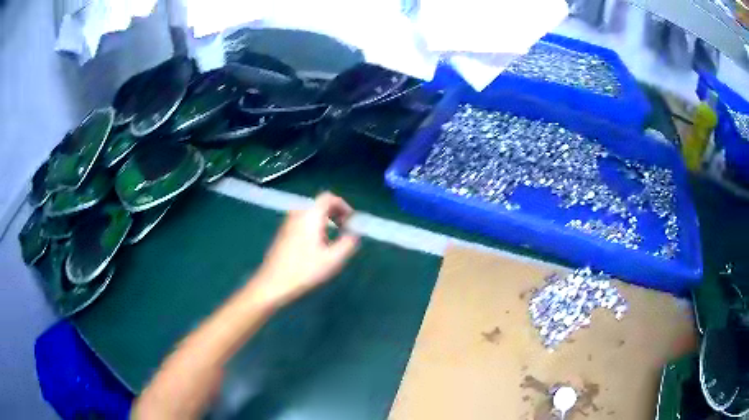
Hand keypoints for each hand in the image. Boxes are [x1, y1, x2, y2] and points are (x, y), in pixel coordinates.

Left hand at [250, 192, 359, 307]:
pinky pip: (303, 220)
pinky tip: (318, 244)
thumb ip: (348, 243)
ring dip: (325, 219)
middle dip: (335, 212)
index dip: (343, 206)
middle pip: (319, 203)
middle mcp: (298, 213)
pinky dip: (314, 225)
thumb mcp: (333, 259)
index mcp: (310, 215)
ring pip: (311, 212)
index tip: (352, 221)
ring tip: (334, 237)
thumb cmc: (304, 270)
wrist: (273, 283)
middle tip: (346, 228)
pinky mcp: (283, 232)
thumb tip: (355, 233)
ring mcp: (288, 222)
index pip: (328, 198)